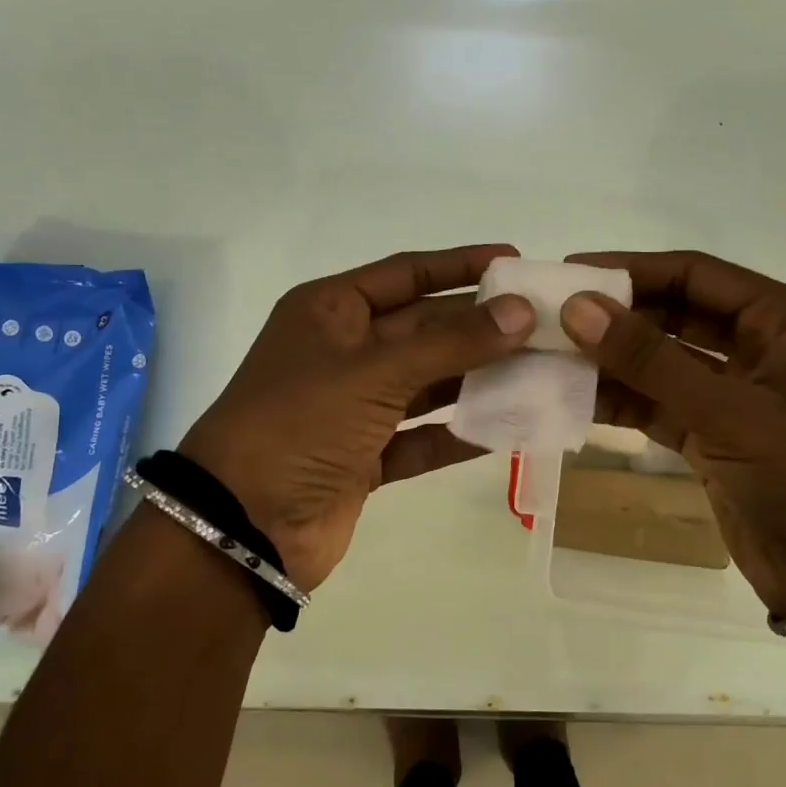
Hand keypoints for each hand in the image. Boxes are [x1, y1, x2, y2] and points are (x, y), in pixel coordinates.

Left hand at [179, 245, 534, 591]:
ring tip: (540, 369)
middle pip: (424, 328)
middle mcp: (344, 351)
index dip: (458, 265)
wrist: (242, 527)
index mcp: (331, 311)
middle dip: (480, 326)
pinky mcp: (365, 457)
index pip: (406, 273)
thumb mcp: (375, 371)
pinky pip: (422, 437)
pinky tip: (508, 428)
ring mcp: (354, 407)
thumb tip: (521, 312)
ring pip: (428, 383)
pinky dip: (459, 434)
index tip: (513, 260)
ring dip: (478, 378)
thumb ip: (451, 342)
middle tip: (543, 323)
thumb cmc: (300, 423)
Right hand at [559, 250, 785, 618]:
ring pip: (659, 361)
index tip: (568, 273)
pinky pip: (657, 403)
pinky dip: (620, 401)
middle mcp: (758, 346)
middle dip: (615, 316)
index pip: (695, 274)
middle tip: (550, 317)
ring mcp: (733, 393)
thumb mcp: (731, 413)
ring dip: (610, 361)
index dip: (631, 270)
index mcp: (783, 320)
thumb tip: (577, 308)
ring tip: (549, 357)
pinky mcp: (712, 435)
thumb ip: (651, 360)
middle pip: (673, 313)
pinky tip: (573, 398)